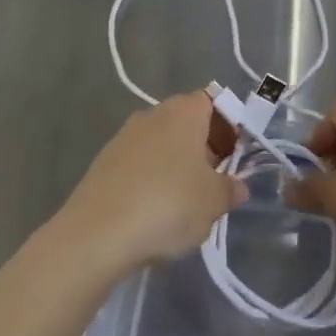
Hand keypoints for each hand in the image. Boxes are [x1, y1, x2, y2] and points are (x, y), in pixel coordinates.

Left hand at [58, 92, 246, 273]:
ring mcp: (123, 137)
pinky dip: (150, 180)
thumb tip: (238, 186)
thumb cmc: (168, 205)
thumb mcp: (214, 202)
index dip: (228, 126)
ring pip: (161, 144)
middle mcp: (152, 114)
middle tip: (214, 183)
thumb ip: (231, 189)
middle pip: (186, 122)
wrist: (98, 234)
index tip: (234, 157)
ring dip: (176, 165)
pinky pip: (139, 164)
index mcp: (183, 112)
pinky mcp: (104, 163)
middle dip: (203, 148)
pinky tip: (153, 212)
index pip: (213, 102)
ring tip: (185, 203)